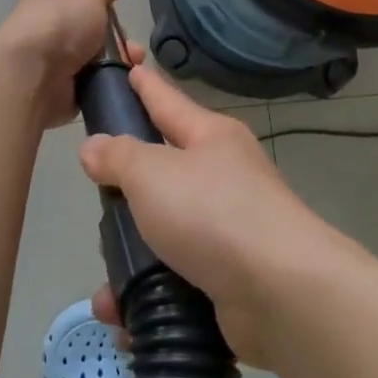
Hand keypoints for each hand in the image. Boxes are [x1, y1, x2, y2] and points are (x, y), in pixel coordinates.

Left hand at [0, 0, 130, 130]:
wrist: (31, 76)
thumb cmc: (60, 26)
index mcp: (45, 0)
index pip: (74, 0)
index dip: (98, 8)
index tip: (117, 19)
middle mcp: (43, 29)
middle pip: (86, 33)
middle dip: (115, 42)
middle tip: (132, 51)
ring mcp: (47, 63)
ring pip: (90, 62)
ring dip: (113, 65)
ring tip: (131, 71)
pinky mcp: (53, 92)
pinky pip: (86, 87)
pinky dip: (101, 88)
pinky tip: (117, 87)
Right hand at [78, 62, 352, 366]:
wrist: (281, 292)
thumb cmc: (213, 212)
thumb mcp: (152, 172)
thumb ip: (118, 156)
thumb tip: (95, 147)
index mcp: (210, 137)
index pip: (167, 100)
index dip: (143, 83)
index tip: (127, 63)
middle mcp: (221, 178)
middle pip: (161, 173)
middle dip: (126, 191)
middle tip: (98, 200)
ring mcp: (227, 229)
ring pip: (162, 233)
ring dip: (130, 260)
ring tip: (106, 287)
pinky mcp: (225, 277)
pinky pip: (173, 279)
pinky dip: (146, 295)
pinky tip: (123, 314)